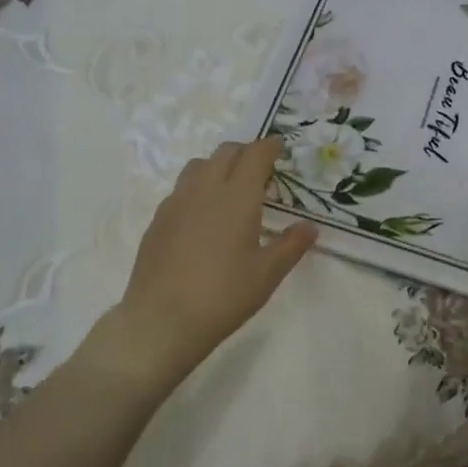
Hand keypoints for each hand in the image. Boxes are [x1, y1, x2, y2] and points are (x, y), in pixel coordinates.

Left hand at [102, 136, 317, 387]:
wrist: (162, 320)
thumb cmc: (223, 295)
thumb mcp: (267, 274)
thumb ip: (291, 245)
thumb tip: (310, 227)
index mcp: (237, 197)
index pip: (255, 155)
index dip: (269, 147)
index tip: (280, 147)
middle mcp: (204, 190)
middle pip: (225, 153)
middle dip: (245, 152)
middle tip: (260, 168)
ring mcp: (176, 203)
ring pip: (198, 166)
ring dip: (218, 166)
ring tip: (230, 188)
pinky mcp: (157, 221)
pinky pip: (180, 190)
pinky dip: (197, 189)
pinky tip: (202, 216)